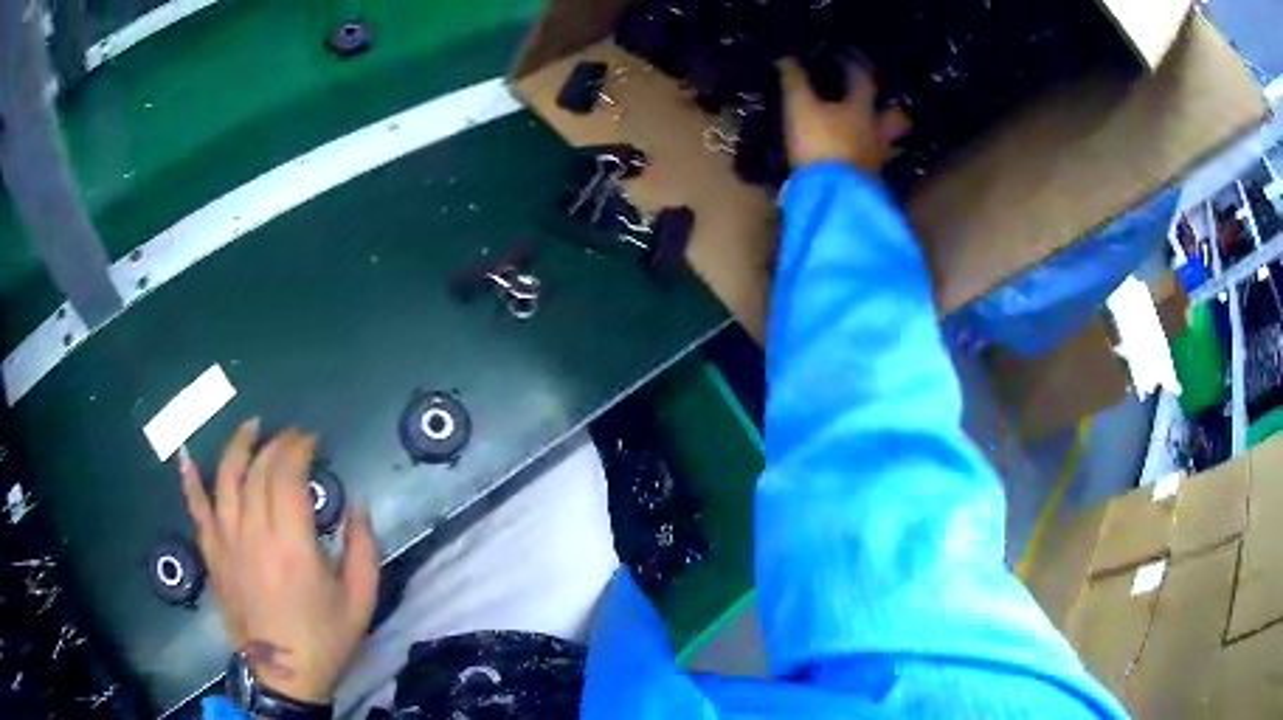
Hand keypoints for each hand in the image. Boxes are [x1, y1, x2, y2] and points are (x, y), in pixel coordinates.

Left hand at [180, 420, 378, 704]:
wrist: (284, 674)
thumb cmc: (325, 638)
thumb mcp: (360, 599)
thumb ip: (363, 547)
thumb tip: (357, 504)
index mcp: (293, 546)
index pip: (287, 477)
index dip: (298, 448)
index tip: (311, 439)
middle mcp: (254, 535)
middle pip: (257, 472)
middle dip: (276, 444)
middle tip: (292, 436)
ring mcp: (227, 543)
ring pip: (226, 480)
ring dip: (238, 447)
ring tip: (251, 427)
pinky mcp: (213, 556)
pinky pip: (197, 512)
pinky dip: (190, 483)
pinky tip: (186, 457)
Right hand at [777, 58, 910, 172]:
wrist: (831, 195)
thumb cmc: (819, 143)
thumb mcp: (799, 107)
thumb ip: (794, 81)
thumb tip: (786, 57)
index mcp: (862, 109)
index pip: (863, 80)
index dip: (853, 64)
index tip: (844, 56)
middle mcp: (876, 132)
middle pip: (896, 118)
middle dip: (891, 109)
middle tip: (881, 103)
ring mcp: (876, 160)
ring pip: (890, 146)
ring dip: (885, 138)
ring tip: (874, 135)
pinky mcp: (870, 183)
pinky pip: (876, 167)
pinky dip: (870, 160)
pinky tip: (859, 160)